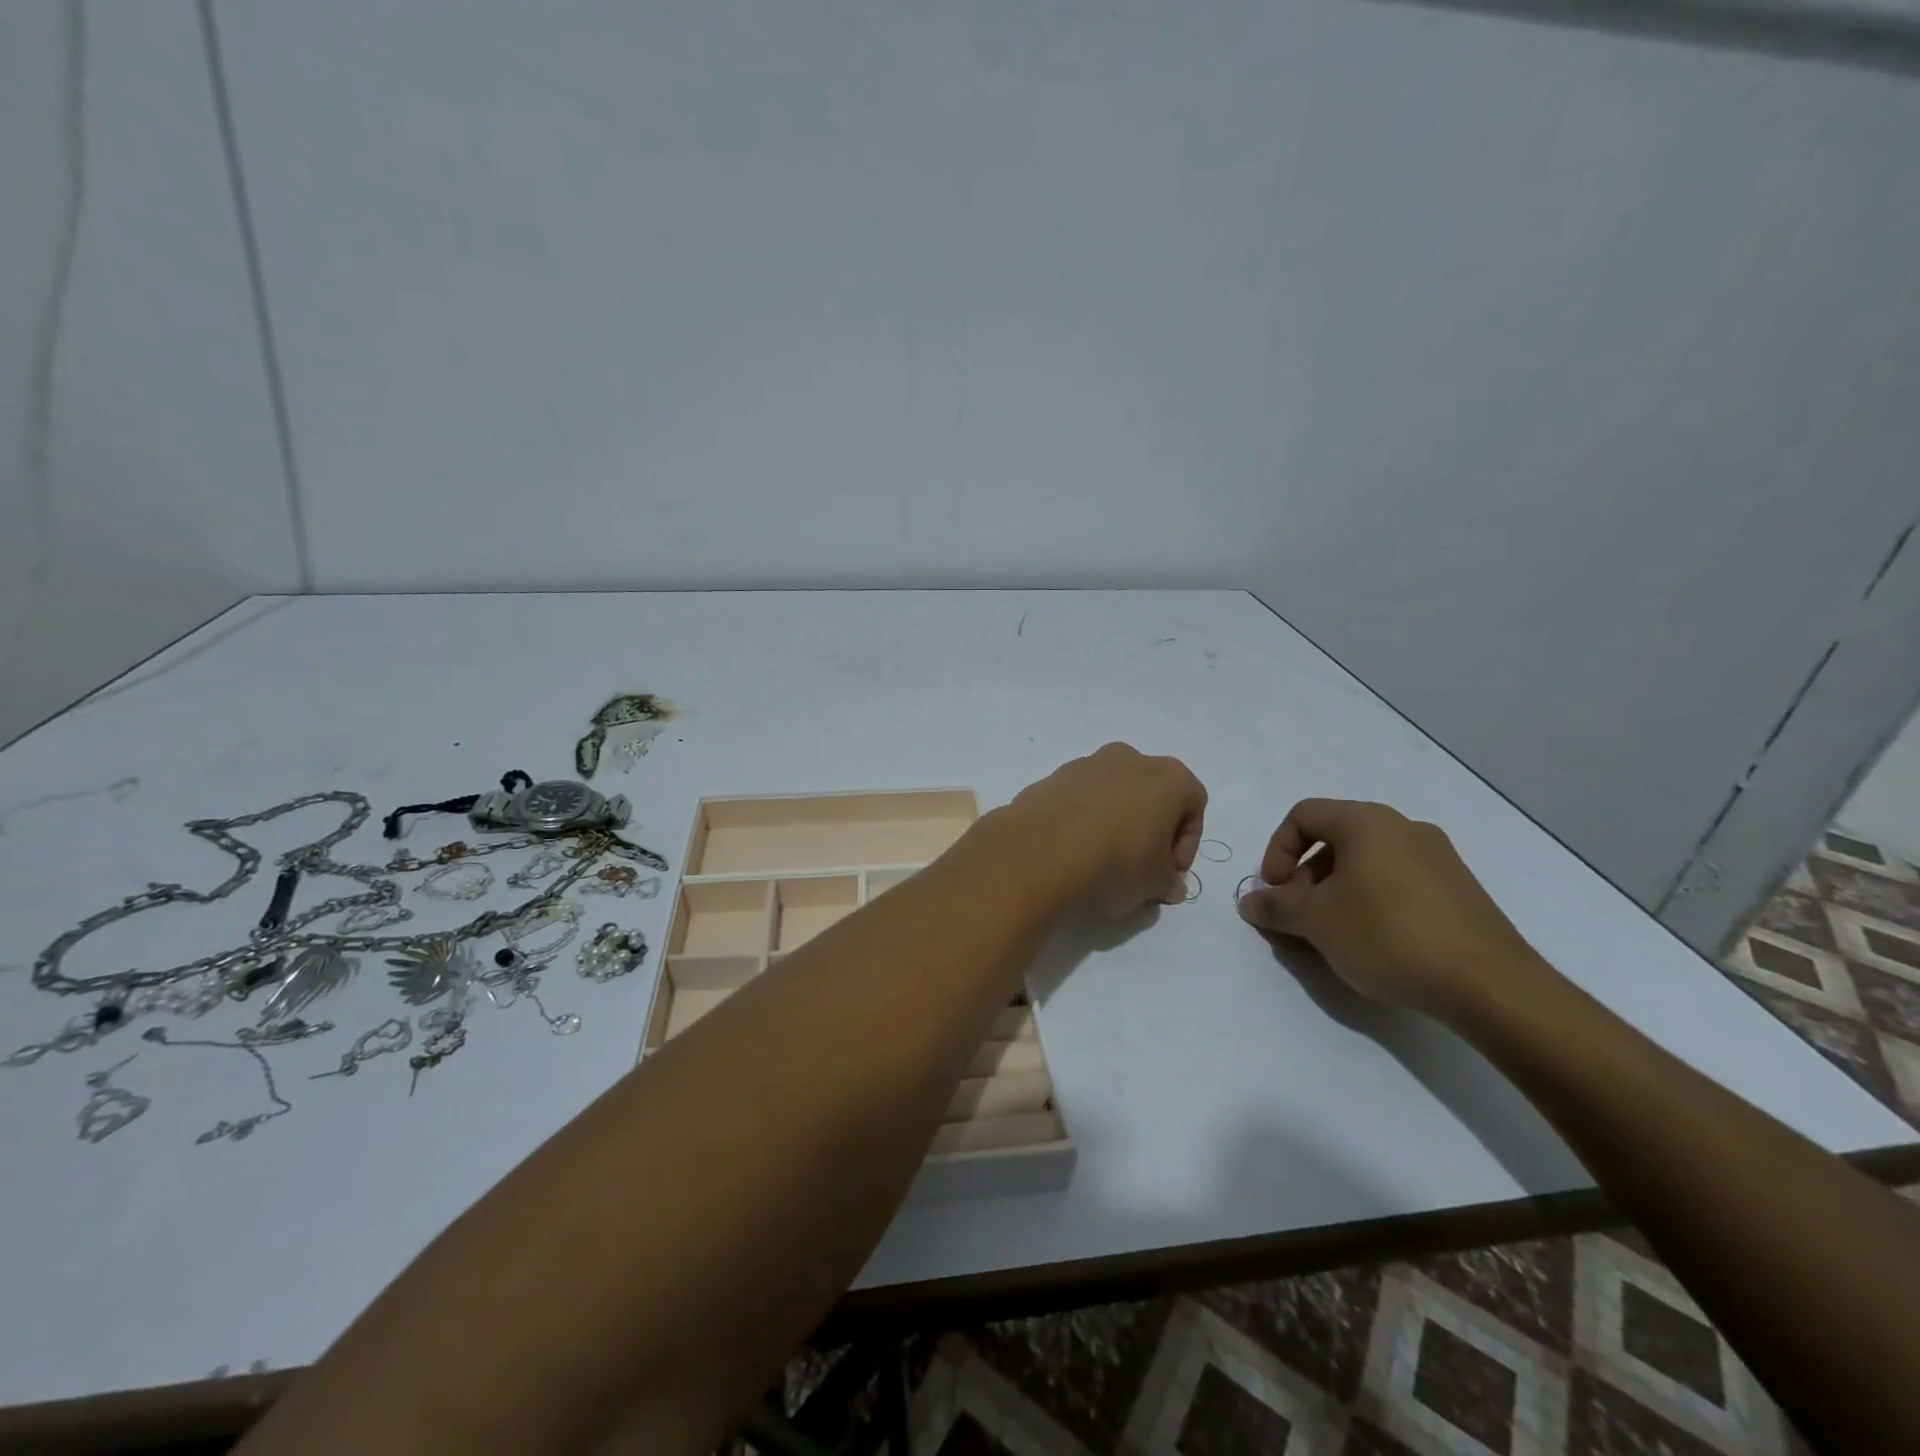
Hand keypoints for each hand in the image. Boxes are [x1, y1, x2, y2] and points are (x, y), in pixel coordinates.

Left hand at [1007, 743, 1206, 916]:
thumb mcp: (1155, 884)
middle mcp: (1129, 759)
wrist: (1040, 851)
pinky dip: (1081, 820)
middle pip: (1151, 793)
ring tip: (1101, 861)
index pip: (1193, 804)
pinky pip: (1078, 800)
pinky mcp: (1051, 777)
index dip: (1186, 843)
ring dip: (1114, 821)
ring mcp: (1086, 764)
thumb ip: (1168, 882)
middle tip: (1140, 866)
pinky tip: (1072, 851)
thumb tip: (1169, 885)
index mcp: (1168, 776)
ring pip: (1112, 793)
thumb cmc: (1116, 862)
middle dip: (1151, 828)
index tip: (1169, 872)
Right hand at [1236, 798, 1542, 1017]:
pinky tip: (1374, 943)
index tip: (1274, 891)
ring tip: (1333, 935)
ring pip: (1367, 863)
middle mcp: (1405, 828)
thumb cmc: (1388, 936)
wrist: (1491, 985)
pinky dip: (1372, 902)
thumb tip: (1251, 902)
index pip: (1303, 815)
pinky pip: (1398, 882)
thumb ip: (1275, 907)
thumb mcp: (1316, 922)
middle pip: (1335, 839)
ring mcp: (1438, 858)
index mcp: (1368, 822)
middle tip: (1299, 916)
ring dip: (1336, 891)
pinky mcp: (1459, 891)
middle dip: (1305, 876)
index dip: (1276, 850)